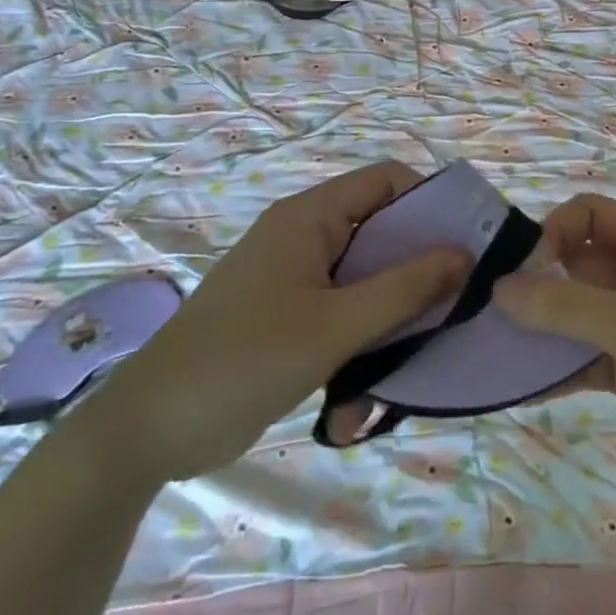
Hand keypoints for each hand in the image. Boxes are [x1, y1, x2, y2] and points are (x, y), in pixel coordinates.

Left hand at [73, 162, 468, 486]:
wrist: (147, 433)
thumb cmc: (244, 361)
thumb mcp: (335, 325)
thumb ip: (405, 288)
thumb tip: (465, 255)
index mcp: (310, 218)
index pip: (387, 181)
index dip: (431, 203)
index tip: (468, 245)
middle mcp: (305, 238)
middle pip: (383, 232)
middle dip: (420, 269)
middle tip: (459, 303)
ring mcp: (296, 280)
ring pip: (368, 281)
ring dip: (392, 318)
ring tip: (414, 360)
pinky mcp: (290, 319)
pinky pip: (345, 316)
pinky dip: (363, 345)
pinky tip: (364, 399)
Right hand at [496, 194, 615, 511]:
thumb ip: (563, 305)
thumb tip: (498, 288)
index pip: (590, 214)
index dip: (552, 231)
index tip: (520, 269)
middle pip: (578, 260)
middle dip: (537, 279)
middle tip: (490, 305)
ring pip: (575, 309)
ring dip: (540, 323)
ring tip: (494, 341)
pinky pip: (581, 353)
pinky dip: (555, 364)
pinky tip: (518, 382)